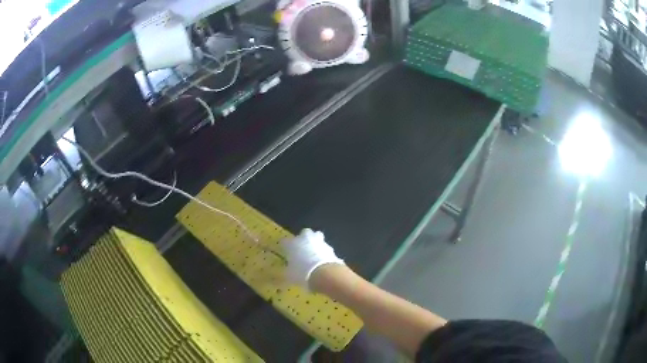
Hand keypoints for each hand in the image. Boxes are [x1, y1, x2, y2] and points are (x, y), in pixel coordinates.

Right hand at [281, 228, 344, 289]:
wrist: (324, 273)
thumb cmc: (301, 273)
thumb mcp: (290, 275)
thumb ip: (289, 270)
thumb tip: (289, 270)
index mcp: (292, 243)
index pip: (285, 241)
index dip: (285, 247)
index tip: (286, 252)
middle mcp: (306, 239)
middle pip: (305, 233)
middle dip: (304, 238)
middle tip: (303, 247)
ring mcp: (320, 242)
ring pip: (317, 238)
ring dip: (316, 245)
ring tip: (315, 255)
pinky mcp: (330, 248)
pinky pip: (325, 249)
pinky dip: (324, 254)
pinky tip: (323, 261)